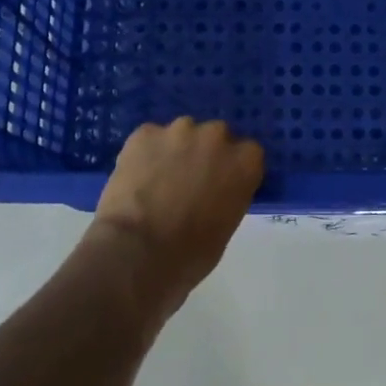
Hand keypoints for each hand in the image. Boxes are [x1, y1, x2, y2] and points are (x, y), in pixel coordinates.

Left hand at [88, 118, 263, 315]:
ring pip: (182, 134)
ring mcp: (179, 131)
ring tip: (158, 180)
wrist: (137, 252)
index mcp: (245, 162)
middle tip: (189, 182)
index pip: (248, 154)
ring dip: (176, 150)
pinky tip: (137, 178)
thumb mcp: (226, 227)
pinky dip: (146, 153)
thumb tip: (214, 193)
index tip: (222, 185)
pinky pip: (150, 139)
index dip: (233, 169)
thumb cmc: (190, 254)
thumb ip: (228, 197)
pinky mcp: (145, 133)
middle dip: (205, 154)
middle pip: (216, 136)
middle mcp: (216, 136)